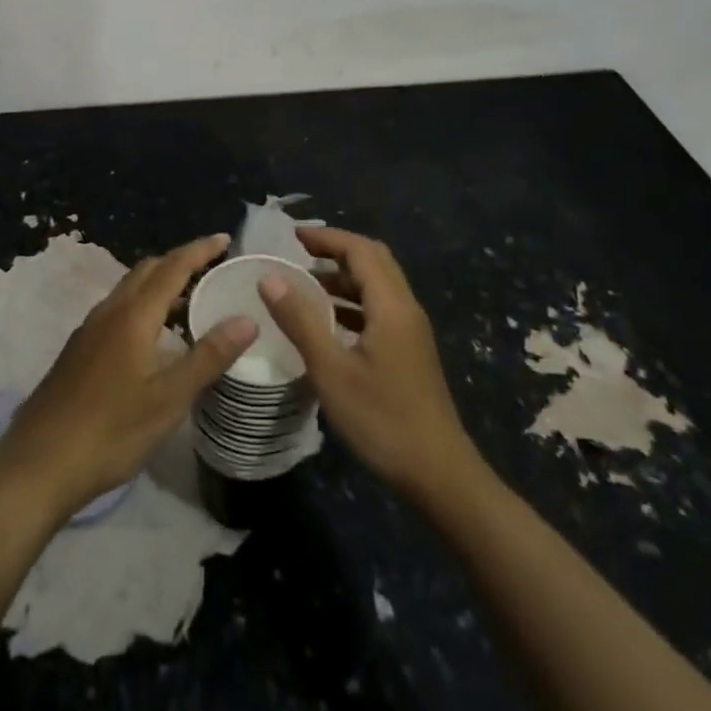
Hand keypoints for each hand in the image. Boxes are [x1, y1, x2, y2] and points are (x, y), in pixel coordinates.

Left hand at [0, 234, 258, 519]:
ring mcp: (90, 330)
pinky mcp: (79, 350)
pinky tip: (155, 339)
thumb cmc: (109, 431)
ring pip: (130, 290)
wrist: (37, 465)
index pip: (173, 267)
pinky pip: (119, 310)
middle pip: (148, 271)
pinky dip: (144, 307)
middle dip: (180, 262)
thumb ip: (208, 357)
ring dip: (161, 286)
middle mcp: (109, 311)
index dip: (200, 250)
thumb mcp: (168, 399)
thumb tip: (248, 319)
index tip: (226, 239)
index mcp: (133, 315)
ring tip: (191, 304)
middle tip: (213, 270)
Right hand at [260, 226, 476, 502]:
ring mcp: (411, 332)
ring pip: (377, 287)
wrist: (439, 475)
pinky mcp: (410, 352)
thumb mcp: (331, 370)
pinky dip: (352, 303)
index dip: (327, 237)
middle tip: (299, 254)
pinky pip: (378, 310)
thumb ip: (300, 320)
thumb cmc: (382, 419)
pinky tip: (327, 324)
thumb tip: (270, 278)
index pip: (360, 250)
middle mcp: (406, 309)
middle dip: (336, 251)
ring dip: (343, 278)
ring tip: (304, 285)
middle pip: (373, 261)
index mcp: (391, 305)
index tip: (292, 236)